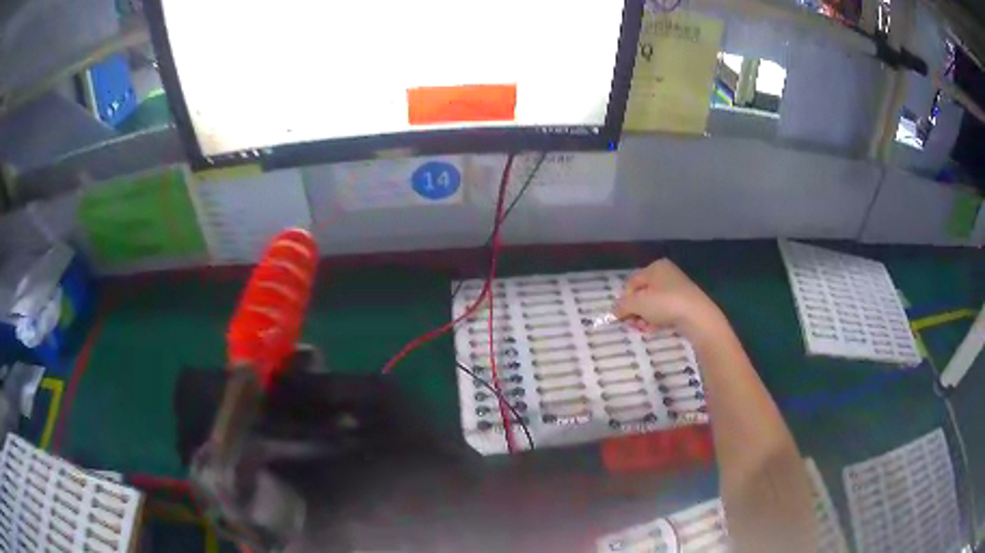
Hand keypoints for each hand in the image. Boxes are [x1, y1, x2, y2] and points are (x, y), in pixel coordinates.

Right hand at [613, 259, 725, 339]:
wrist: (697, 316)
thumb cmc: (665, 303)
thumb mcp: (638, 304)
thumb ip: (622, 306)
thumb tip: (613, 311)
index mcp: (655, 267)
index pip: (631, 283)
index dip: (625, 300)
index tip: (623, 316)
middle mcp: (666, 274)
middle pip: (642, 294)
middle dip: (635, 311)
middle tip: (634, 325)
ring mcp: (677, 288)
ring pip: (652, 304)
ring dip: (645, 318)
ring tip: (645, 329)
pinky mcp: (684, 303)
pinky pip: (664, 310)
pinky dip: (657, 320)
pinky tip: (655, 329)